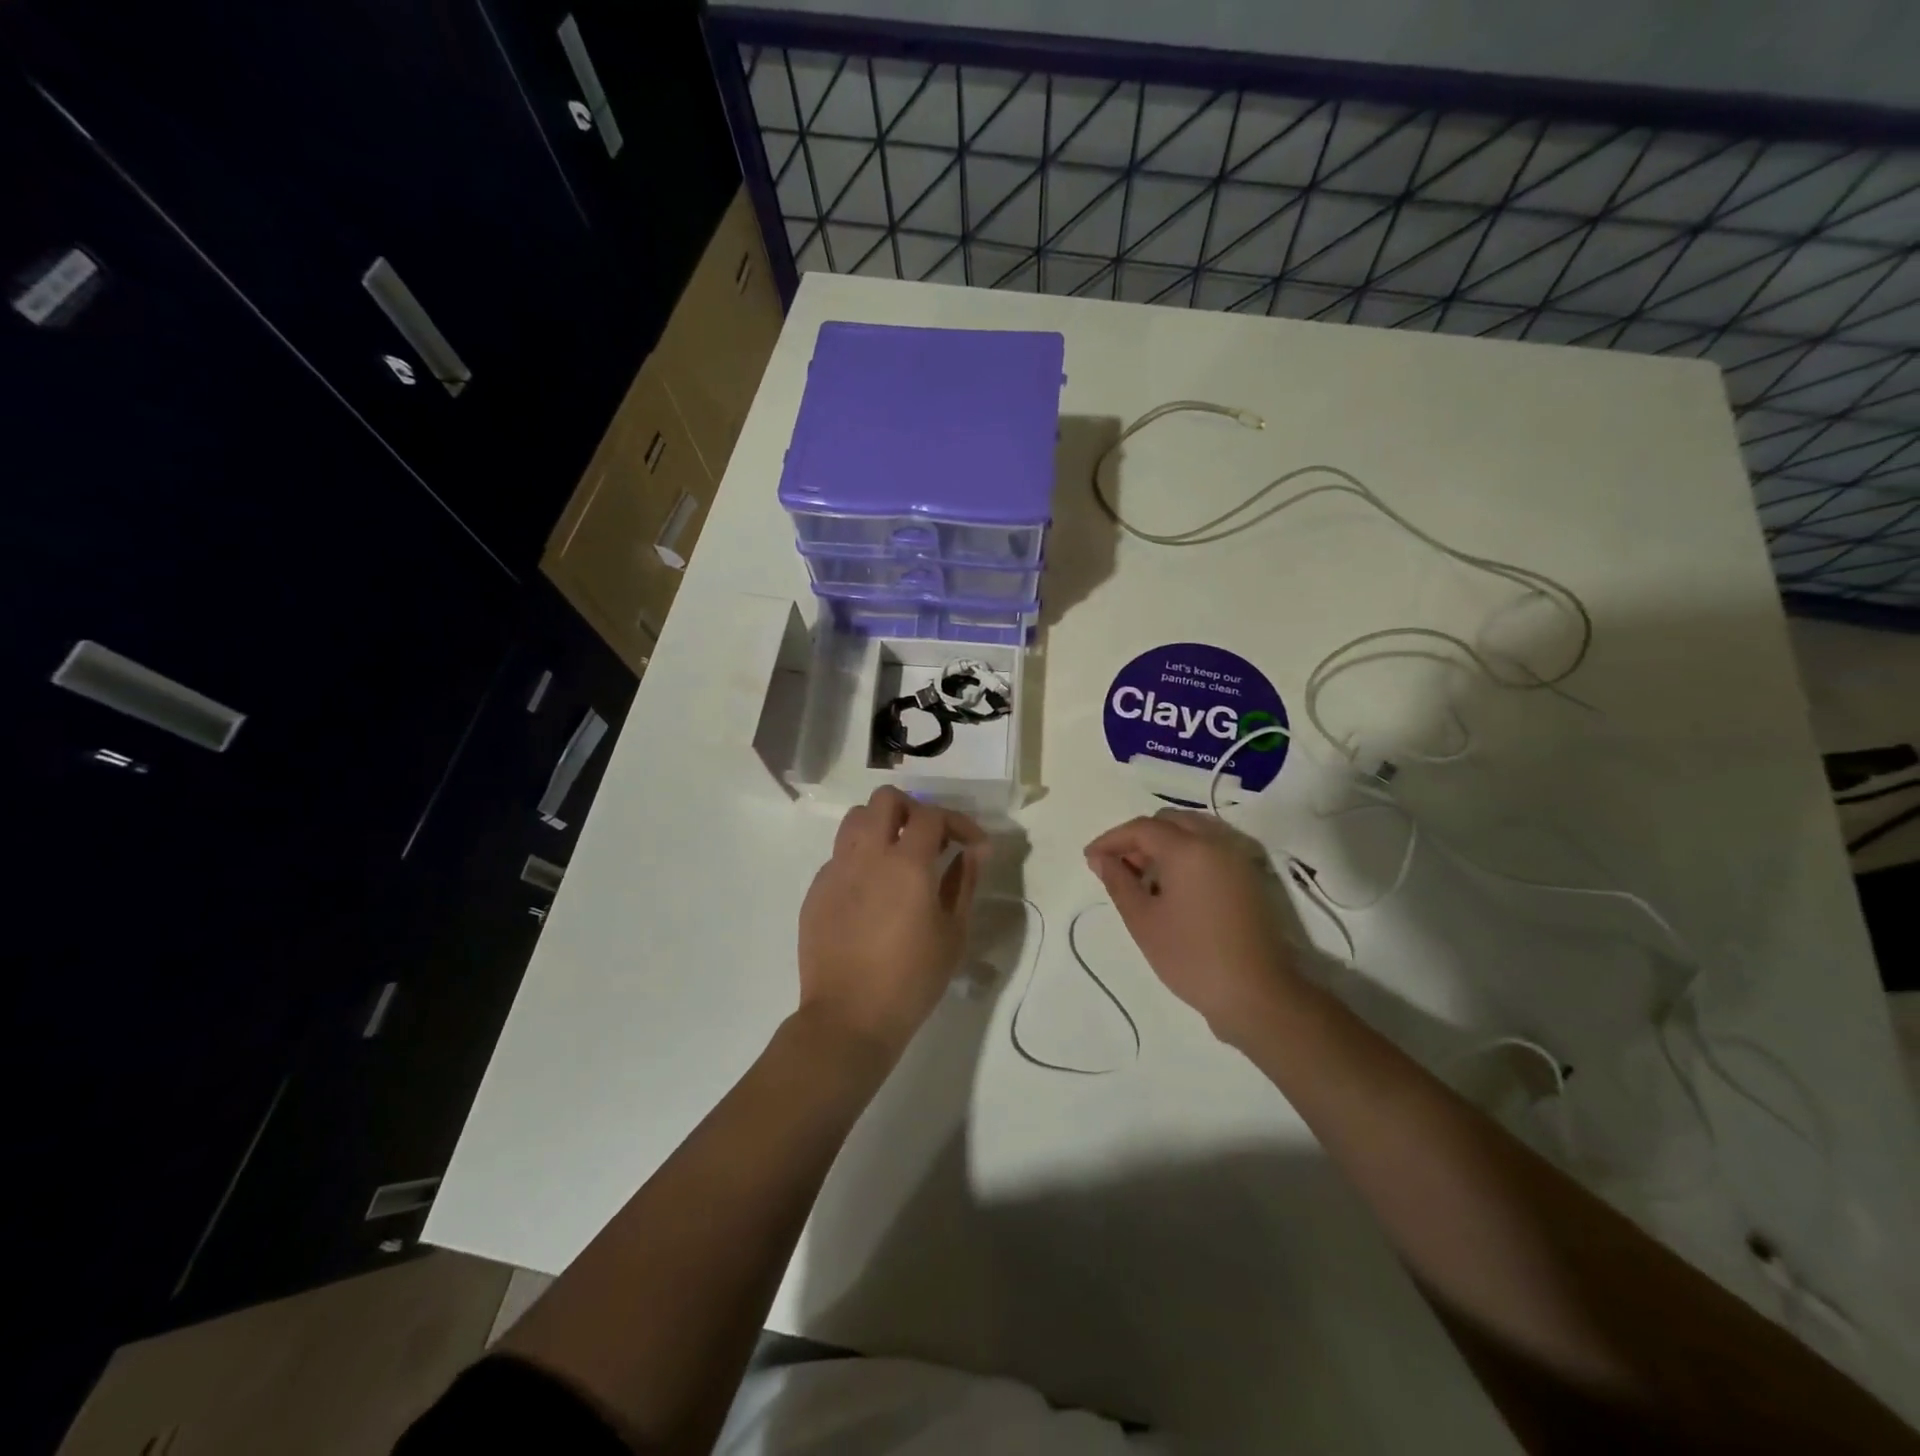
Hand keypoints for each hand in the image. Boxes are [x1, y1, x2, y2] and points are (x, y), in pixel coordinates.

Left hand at [798, 787, 988, 1061]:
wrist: (848, 1018)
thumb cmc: (912, 980)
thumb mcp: (953, 933)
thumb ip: (964, 882)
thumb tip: (974, 851)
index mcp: (906, 864)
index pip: (932, 815)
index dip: (959, 823)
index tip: (973, 846)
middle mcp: (866, 855)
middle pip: (885, 800)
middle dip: (913, 810)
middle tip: (930, 839)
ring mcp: (835, 871)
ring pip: (855, 820)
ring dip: (881, 826)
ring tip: (898, 857)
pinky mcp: (816, 891)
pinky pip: (839, 856)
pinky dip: (860, 859)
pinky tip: (872, 893)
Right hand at [1084, 809, 1300, 1045]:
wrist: (1257, 995)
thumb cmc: (1191, 957)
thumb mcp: (1143, 921)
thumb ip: (1118, 881)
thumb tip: (1100, 858)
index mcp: (1188, 849)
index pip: (1142, 828)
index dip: (1111, 839)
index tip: (1090, 858)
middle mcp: (1216, 842)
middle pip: (1170, 821)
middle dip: (1140, 837)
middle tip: (1119, 866)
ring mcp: (1238, 858)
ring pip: (1194, 830)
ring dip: (1165, 842)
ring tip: (1145, 876)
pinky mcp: (1250, 876)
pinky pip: (1212, 847)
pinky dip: (1187, 853)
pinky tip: (1174, 885)